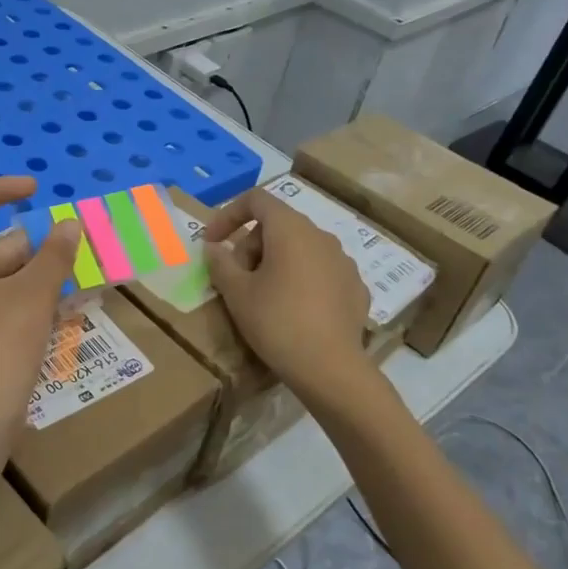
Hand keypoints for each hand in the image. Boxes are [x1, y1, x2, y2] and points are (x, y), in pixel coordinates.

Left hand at [0, 178, 80, 446]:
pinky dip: (31, 299)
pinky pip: (4, 304)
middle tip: (77, 244)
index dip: (0, 190)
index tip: (36, 189)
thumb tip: (70, 224)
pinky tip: (66, 305)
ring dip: (39, 273)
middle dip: (35, 243)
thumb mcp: (32, 294)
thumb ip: (54, 255)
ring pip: (2, 277)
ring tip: (81, 272)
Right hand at [203, 187, 370, 394]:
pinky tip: (293, 311)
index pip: (256, 200)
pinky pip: (319, 272)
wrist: (330, 368)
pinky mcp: (355, 288)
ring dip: (275, 262)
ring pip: (300, 249)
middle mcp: (321, 236)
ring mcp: (344, 262)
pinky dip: (300, 280)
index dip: (228, 215)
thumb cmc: (277, 322)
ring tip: (262, 296)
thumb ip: (220, 263)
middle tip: (235, 279)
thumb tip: (214, 248)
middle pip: (278, 225)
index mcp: (291, 230)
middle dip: (250, 246)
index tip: (212, 243)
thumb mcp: (236, 293)